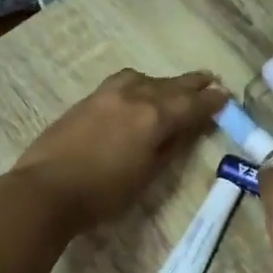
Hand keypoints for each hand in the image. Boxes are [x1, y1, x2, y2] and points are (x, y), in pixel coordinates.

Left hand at [13, 69, 227, 232]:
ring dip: (165, 82)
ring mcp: (108, 93)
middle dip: (193, 85)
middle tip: (211, 81)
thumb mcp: (147, 175)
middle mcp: (135, 96)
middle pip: (171, 86)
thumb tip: (188, 130)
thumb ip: (171, 148)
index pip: (191, 105)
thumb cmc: (103, 192)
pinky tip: (139, 90)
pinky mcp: (89, 98)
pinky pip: (124, 82)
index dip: (211, 102)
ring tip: (175, 87)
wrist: (46, 188)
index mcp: (154, 117)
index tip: (225, 97)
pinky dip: (141, 83)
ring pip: (146, 79)